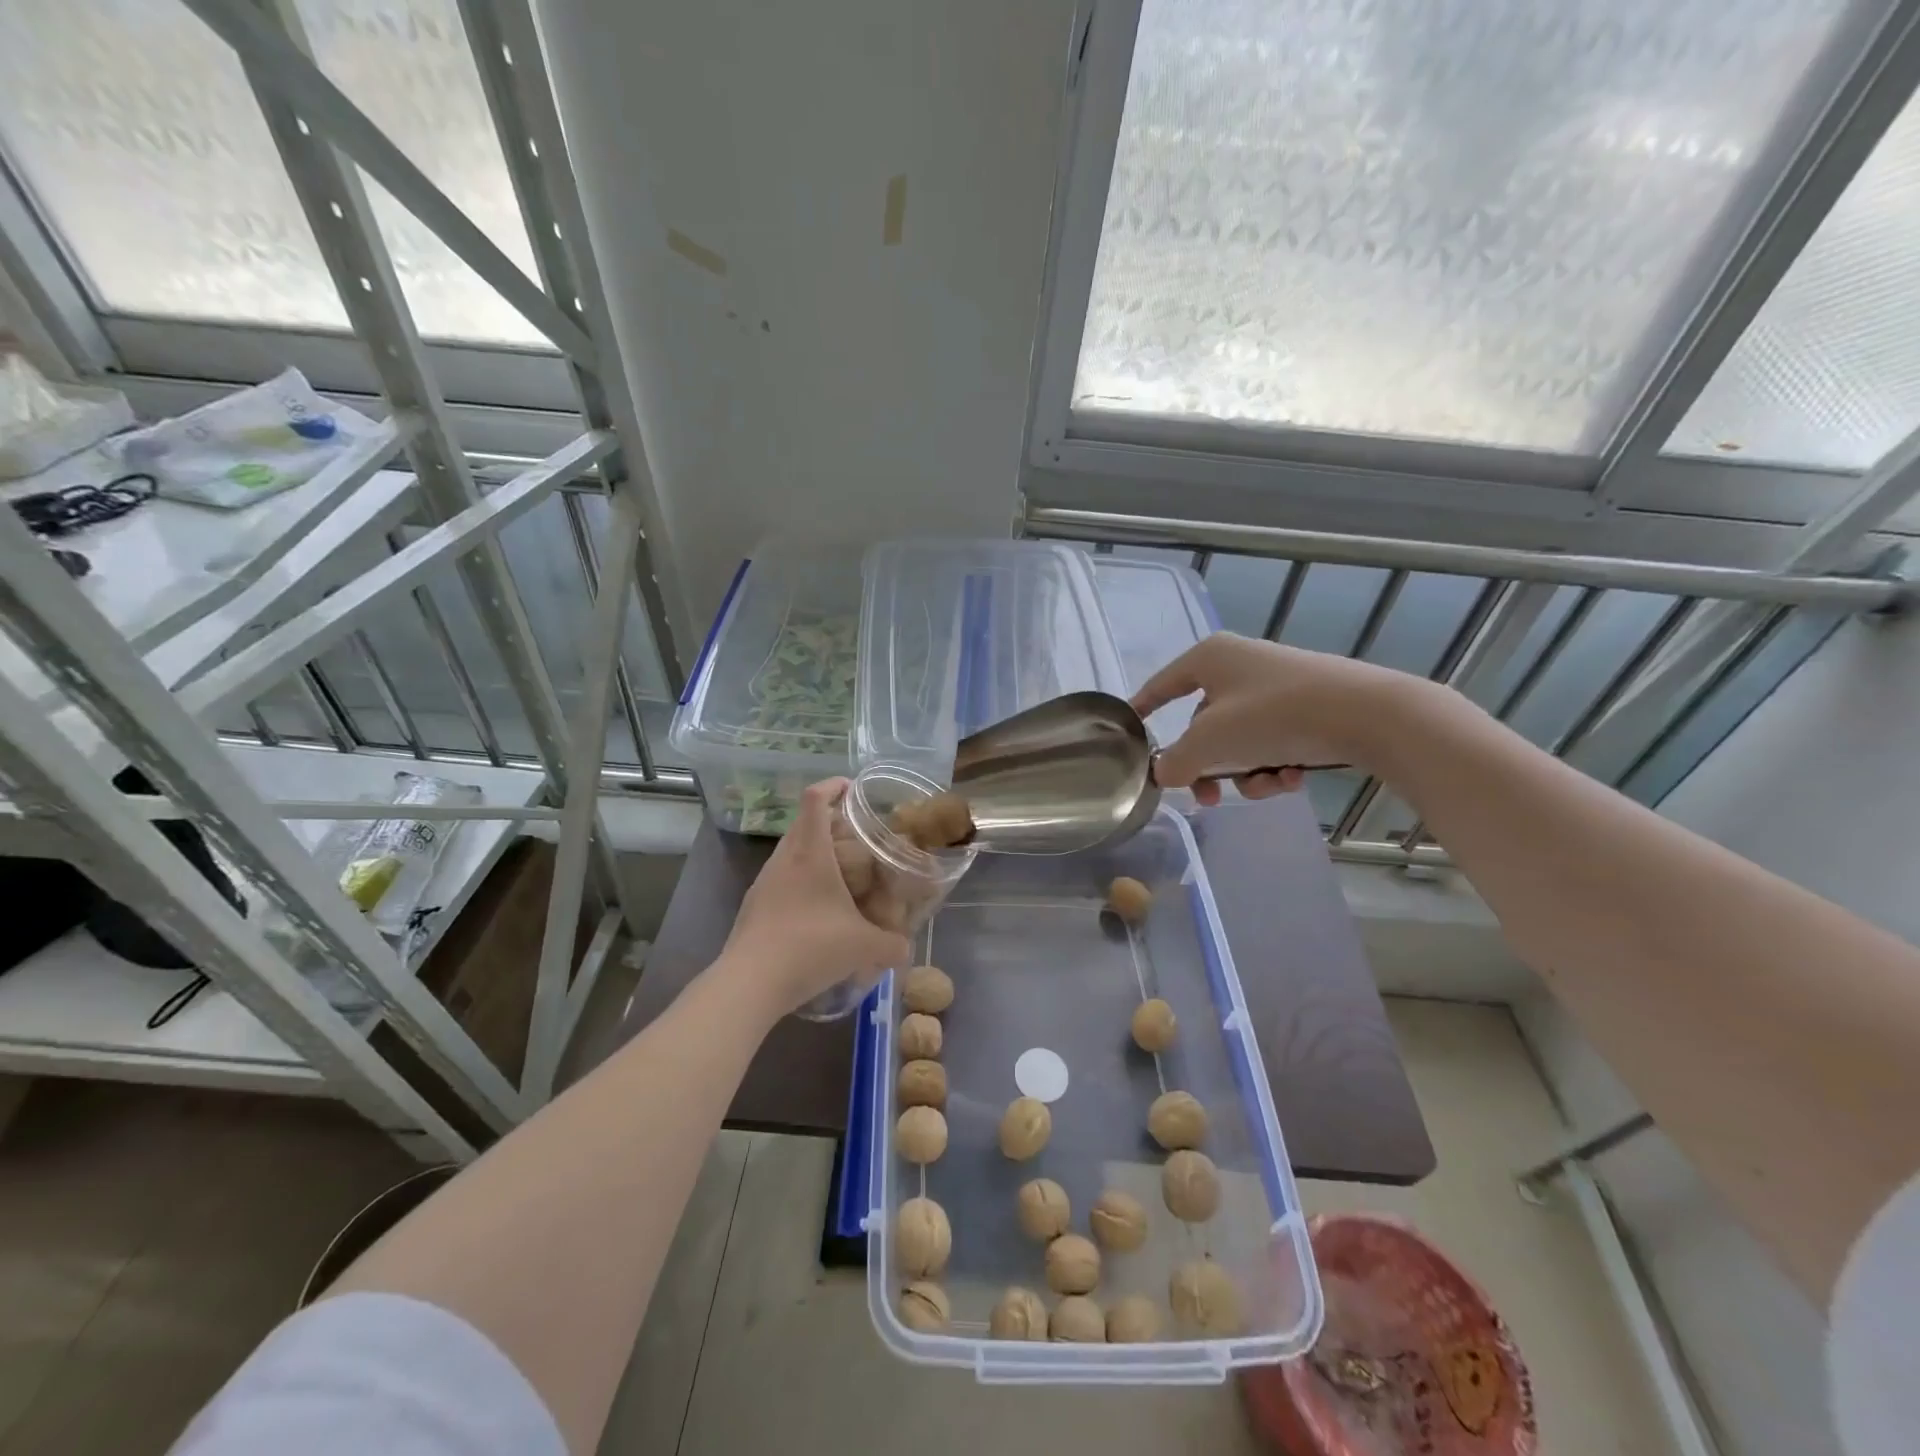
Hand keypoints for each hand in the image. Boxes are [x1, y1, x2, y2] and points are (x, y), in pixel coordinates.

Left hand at [719, 779, 910, 1016]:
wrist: (750, 983)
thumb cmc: (810, 947)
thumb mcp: (864, 947)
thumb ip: (892, 944)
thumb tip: (905, 947)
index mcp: (810, 853)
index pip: (814, 799)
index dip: (832, 786)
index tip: (852, 789)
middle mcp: (784, 859)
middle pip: (803, 823)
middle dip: (830, 822)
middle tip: (858, 838)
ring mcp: (764, 882)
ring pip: (791, 852)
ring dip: (814, 854)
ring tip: (841, 875)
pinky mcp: (754, 906)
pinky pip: (781, 879)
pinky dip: (801, 881)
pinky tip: (818, 911)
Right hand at [1133, 633, 1406, 807]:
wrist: (1367, 714)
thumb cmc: (1273, 715)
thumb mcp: (1211, 742)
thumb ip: (1176, 761)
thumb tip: (1162, 773)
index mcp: (1210, 658)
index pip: (1162, 685)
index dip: (1143, 707)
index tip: (1130, 728)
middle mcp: (1240, 664)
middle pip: (1204, 723)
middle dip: (1208, 765)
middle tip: (1209, 798)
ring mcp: (1276, 684)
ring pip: (1240, 738)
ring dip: (1246, 771)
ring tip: (1266, 786)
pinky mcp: (1307, 704)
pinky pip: (1272, 739)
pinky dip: (1275, 763)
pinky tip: (1291, 778)